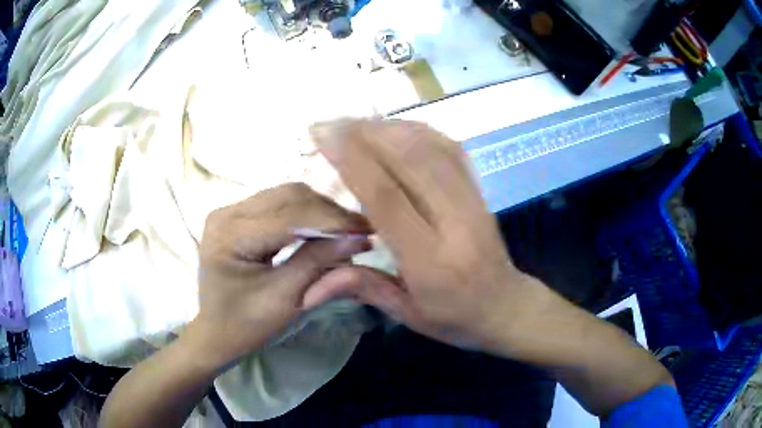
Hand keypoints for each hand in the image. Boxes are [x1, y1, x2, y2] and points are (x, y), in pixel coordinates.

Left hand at [194, 183, 371, 363]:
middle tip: (361, 231)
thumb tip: (358, 237)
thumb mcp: (285, 298)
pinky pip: (279, 204)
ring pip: (287, 195)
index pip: (290, 215)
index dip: (332, 221)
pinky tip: (323, 228)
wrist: (216, 333)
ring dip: (320, 211)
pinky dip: (306, 214)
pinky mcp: (237, 216)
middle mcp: (227, 212)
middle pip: (289, 196)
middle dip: (329, 212)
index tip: (368, 231)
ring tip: (346, 230)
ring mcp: (230, 211)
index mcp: (231, 234)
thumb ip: (319, 262)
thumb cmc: (246, 325)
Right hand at [305, 119, 541, 351]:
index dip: (353, 161)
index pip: (388, 198)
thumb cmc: (456, 318)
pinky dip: (420, 131)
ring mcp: (473, 201)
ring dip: (389, 128)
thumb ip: (362, 288)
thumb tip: (308, 289)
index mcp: (431, 260)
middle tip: (330, 123)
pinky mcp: (480, 192)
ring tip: (355, 122)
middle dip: (365, 134)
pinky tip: (396, 127)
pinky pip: (451, 150)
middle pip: (410, 161)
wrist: (506, 307)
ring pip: (432, 148)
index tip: (324, 138)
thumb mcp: (408, 314)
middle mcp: (455, 222)